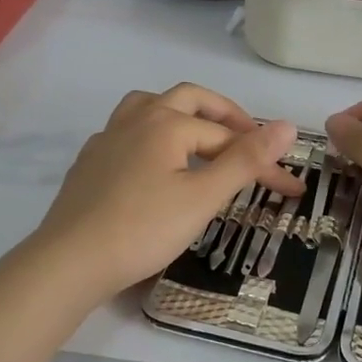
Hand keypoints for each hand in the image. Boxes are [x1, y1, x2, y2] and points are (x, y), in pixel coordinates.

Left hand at [34, 84, 302, 305]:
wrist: (71, 261)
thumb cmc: (143, 229)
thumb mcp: (203, 197)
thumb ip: (245, 160)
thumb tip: (287, 125)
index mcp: (167, 122)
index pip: (228, 137)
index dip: (263, 161)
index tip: (290, 189)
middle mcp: (137, 118)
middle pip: (189, 99)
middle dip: (224, 115)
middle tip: (248, 139)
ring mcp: (108, 137)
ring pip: (150, 106)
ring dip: (182, 114)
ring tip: (200, 136)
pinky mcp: (90, 160)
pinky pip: (127, 131)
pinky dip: (152, 136)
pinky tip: (154, 164)